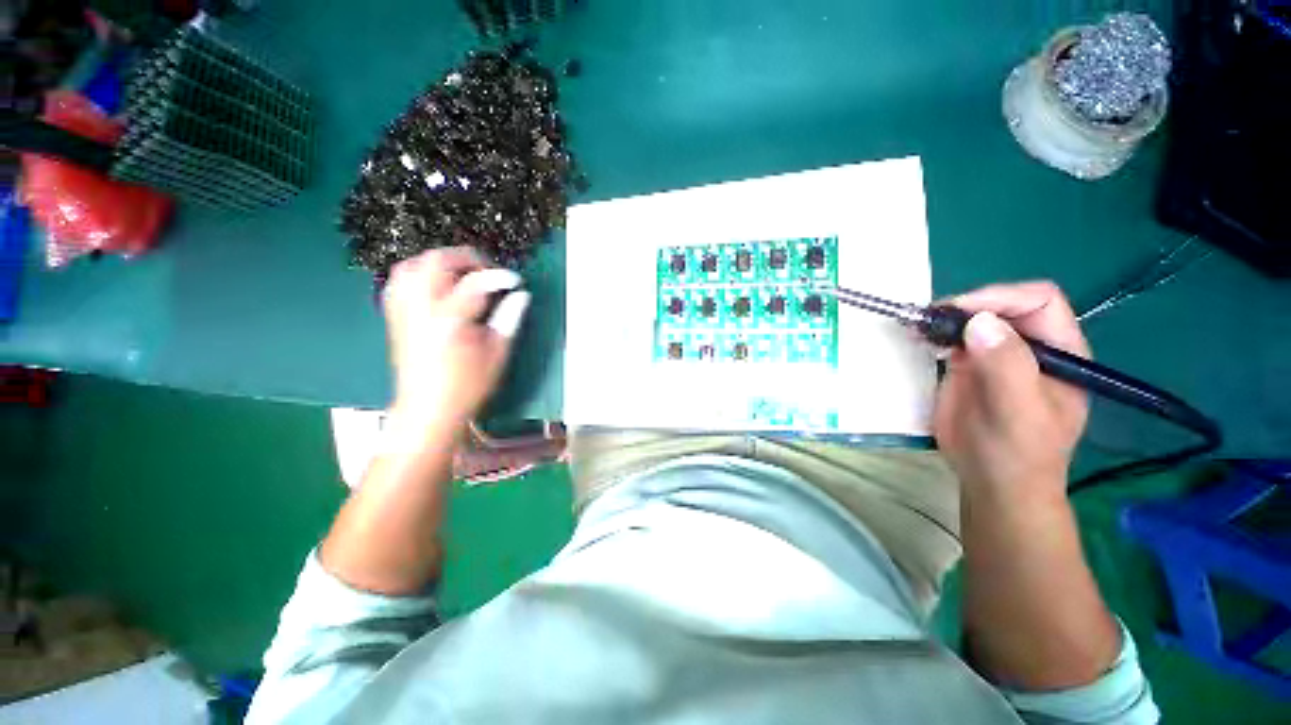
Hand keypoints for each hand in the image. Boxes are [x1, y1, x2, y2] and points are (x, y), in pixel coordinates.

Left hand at [381, 247, 529, 433]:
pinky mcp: (395, 317)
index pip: (475, 283)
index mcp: (450, 319)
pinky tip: (436, 285)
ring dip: (440, 262)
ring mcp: (403, 311)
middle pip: (437, 262)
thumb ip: (509, 319)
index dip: (499, 276)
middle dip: (466, 258)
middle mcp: (421, 308)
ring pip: (413, 266)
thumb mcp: (497, 354)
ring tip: (462, 274)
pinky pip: (400, 281)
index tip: (515, 281)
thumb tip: (520, 296)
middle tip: (488, 272)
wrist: (428, 410)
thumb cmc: (468, 386)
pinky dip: (419, 273)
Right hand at [933, 281, 1089, 497]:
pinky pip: (952, 339)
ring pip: (974, 318)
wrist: (992, 482)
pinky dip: (934, 334)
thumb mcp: (1019, 412)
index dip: (1002, 298)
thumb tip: (979, 321)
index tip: (961, 313)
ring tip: (918, 327)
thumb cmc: (1017, 452)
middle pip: (1003, 304)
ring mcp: (996, 356)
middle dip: (967, 305)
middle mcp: (1029, 346)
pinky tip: (918, 338)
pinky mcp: (968, 367)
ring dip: (946, 318)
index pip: (1039, 302)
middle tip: (931, 319)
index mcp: (1060, 351)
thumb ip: (1007, 366)